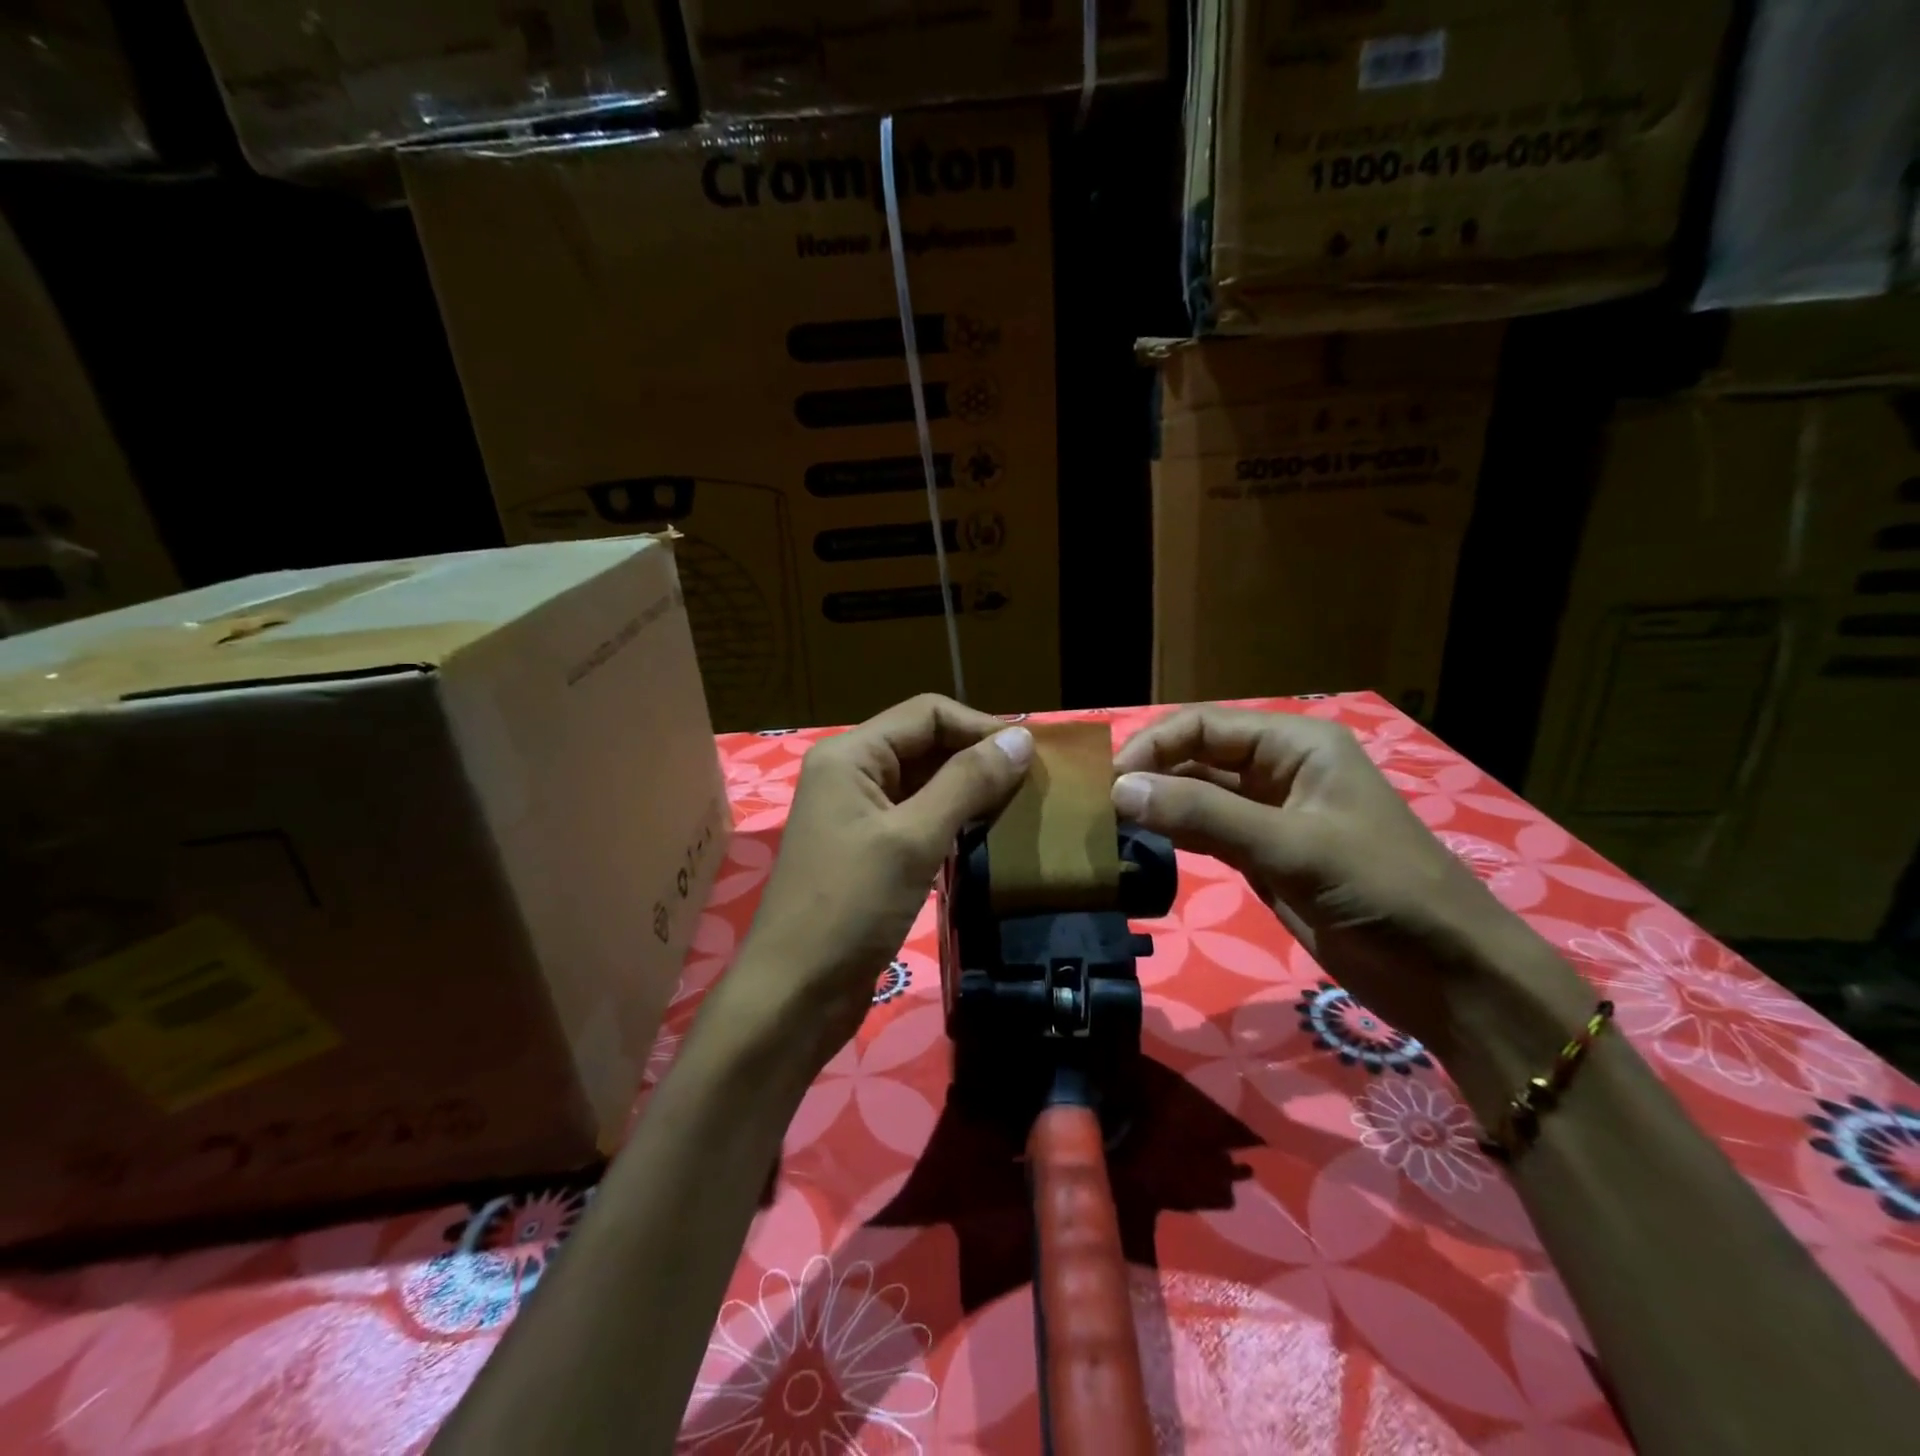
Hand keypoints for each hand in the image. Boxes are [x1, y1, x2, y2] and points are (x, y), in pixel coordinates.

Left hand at [727, 695, 1033, 1073]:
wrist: (796, 995)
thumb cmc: (849, 907)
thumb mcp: (913, 839)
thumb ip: (967, 783)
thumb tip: (1021, 738)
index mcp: (851, 756)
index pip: (927, 713)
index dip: (980, 727)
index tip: (1031, 757)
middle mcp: (852, 774)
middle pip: (926, 744)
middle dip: (977, 758)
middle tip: (1032, 785)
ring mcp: (859, 814)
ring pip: (925, 782)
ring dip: (969, 790)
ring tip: (1019, 809)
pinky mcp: (870, 850)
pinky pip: (919, 818)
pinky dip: (953, 821)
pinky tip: (986, 837)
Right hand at [1111, 706, 1587, 1072]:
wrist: (1446, 974)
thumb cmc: (1381, 889)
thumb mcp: (1291, 847)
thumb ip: (1203, 816)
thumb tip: (1120, 790)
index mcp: (1295, 744)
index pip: (1203, 726)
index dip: (1152, 747)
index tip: (1107, 783)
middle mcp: (1278, 769)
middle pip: (1196, 757)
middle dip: (1149, 776)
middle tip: (1097, 808)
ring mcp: (1270, 815)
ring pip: (1197, 796)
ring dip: (1157, 807)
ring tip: (1108, 826)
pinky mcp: (1264, 856)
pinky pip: (1207, 833)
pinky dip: (1173, 837)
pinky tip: (1140, 847)